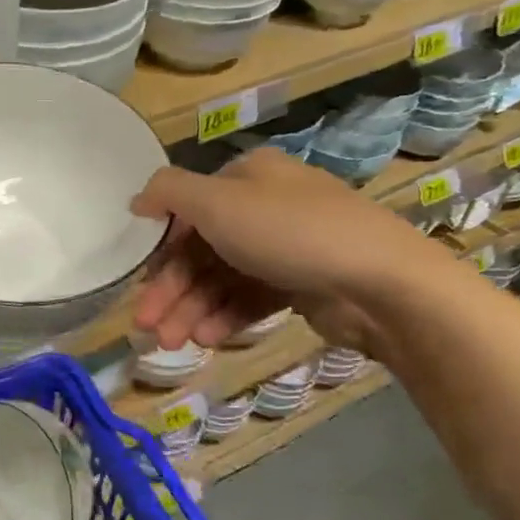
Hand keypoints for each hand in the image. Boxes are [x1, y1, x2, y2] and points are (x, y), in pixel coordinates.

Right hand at [131, 147, 463, 353]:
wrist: (382, 283)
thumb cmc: (289, 233)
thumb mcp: (217, 202)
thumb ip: (168, 193)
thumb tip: (138, 199)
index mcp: (247, 177)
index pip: (187, 210)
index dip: (160, 249)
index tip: (138, 284)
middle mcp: (265, 206)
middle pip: (202, 249)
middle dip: (171, 290)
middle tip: (147, 326)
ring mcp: (285, 247)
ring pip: (223, 279)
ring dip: (193, 309)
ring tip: (174, 342)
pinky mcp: (301, 284)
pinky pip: (251, 298)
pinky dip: (226, 317)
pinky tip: (208, 339)